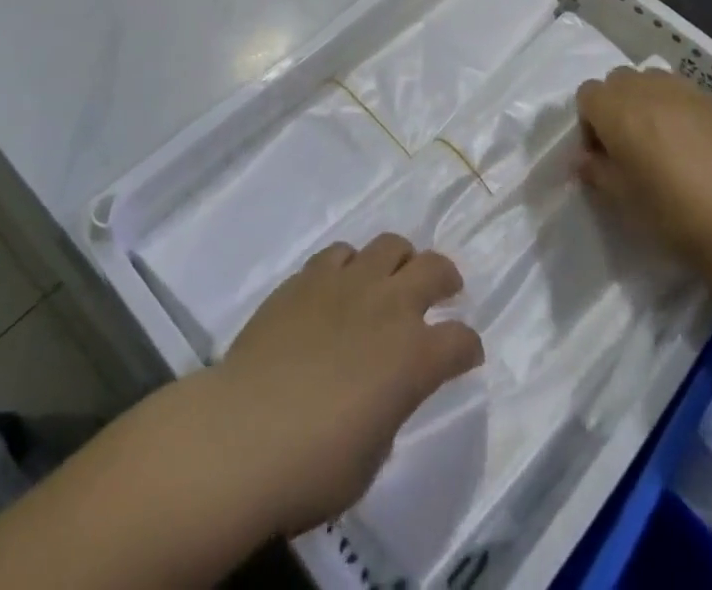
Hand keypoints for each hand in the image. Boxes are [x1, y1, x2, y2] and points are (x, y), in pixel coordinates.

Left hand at [207, 234, 483, 536]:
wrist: (244, 433)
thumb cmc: (313, 466)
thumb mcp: (372, 454)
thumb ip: (389, 409)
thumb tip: (383, 389)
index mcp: (415, 357)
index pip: (462, 340)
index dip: (468, 348)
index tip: (464, 356)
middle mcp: (390, 307)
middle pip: (435, 269)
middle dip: (445, 278)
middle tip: (444, 290)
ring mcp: (348, 283)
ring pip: (390, 245)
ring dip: (400, 260)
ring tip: (392, 278)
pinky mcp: (308, 276)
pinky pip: (341, 252)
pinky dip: (350, 265)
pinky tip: (341, 284)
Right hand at [576, 66, 711, 288]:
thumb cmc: (671, 212)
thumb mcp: (621, 197)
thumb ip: (596, 170)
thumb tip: (586, 159)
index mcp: (617, 109)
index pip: (587, 94)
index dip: (589, 123)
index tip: (603, 155)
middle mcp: (649, 88)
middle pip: (619, 80)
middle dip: (618, 106)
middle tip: (631, 146)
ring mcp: (688, 91)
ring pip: (656, 81)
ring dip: (650, 102)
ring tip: (665, 141)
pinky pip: (690, 97)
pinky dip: (685, 113)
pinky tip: (700, 149)